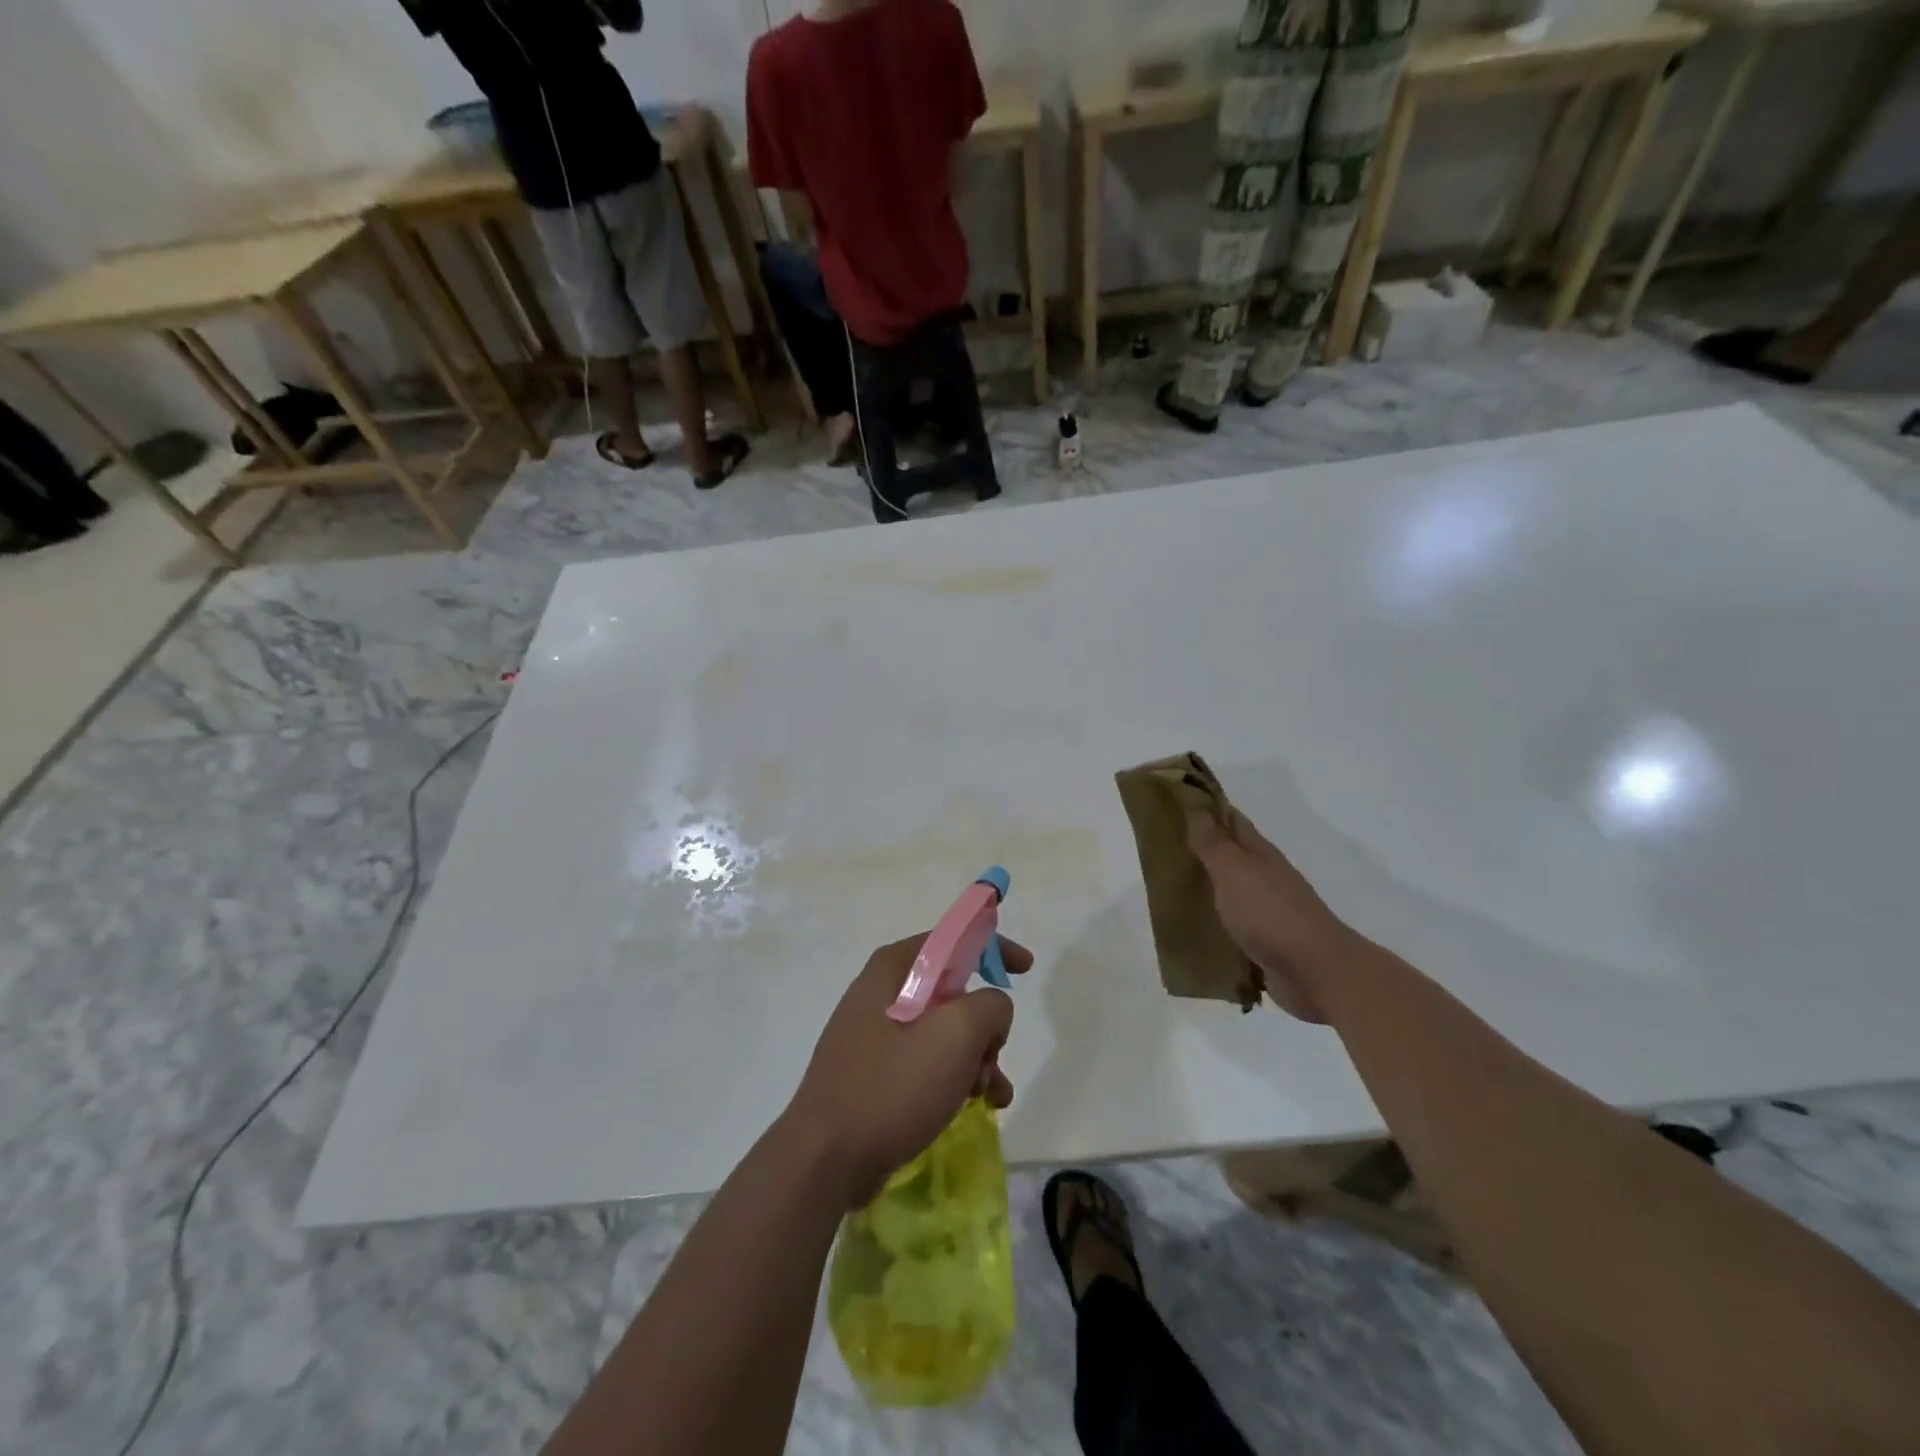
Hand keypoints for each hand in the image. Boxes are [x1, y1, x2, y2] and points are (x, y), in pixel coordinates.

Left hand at [784, 934, 1030, 1207]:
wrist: (826, 1160)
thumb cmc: (892, 1086)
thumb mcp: (955, 1035)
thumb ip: (989, 1006)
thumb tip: (991, 1011)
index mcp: (893, 969)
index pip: (951, 939)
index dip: (992, 946)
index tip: (1025, 967)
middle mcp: (881, 994)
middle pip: (952, 991)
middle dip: (984, 1024)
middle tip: (994, 1054)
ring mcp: (874, 1035)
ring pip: (943, 1032)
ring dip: (975, 1058)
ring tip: (989, 1094)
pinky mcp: (874, 1074)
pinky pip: (925, 1063)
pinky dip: (954, 1078)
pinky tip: (973, 1107)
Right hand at [1185, 807, 1354, 1022]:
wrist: (1315, 971)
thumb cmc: (1270, 912)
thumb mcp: (1234, 870)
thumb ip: (1213, 843)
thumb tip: (1197, 808)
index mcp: (1260, 854)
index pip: (1231, 821)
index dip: (1207, 809)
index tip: (1176, 803)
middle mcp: (1266, 878)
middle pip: (1231, 856)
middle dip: (1202, 849)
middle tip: (1163, 847)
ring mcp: (1268, 912)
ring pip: (1231, 891)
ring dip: (1207, 887)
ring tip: (1171, 888)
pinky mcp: (1265, 944)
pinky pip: (1233, 926)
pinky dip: (1215, 922)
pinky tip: (1194, 928)